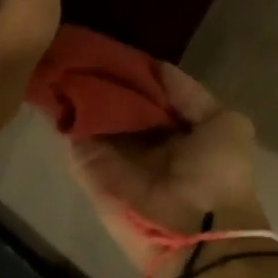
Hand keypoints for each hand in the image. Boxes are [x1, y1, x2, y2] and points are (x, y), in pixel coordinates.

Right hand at [68, 67, 264, 276]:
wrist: (199, 230)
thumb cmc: (219, 173)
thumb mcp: (225, 122)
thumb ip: (190, 95)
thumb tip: (156, 68)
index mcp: (180, 131)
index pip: (151, 95)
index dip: (135, 72)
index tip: (114, 46)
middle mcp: (147, 144)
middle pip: (119, 106)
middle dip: (103, 80)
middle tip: (79, 48)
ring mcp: (118, 160)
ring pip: (94, 121)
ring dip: (79, 95)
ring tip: (60, 58)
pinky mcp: (94, 176)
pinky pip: (76, 143)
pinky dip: (64, 119)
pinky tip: (51, 88)